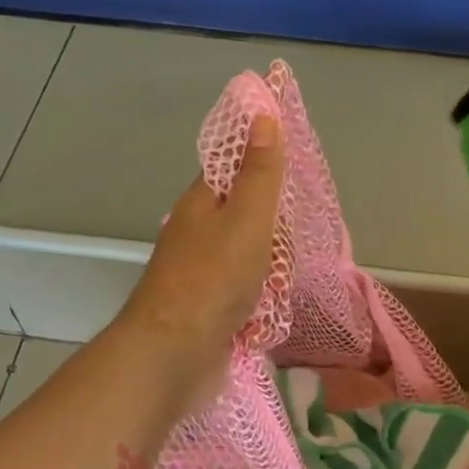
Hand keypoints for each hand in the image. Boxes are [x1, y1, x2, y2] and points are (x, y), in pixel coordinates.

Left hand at [117, 113, 286, 411]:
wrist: (175, 353)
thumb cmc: (214, 278)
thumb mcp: (247, 217)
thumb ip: (260, 172)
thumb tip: (262, 114)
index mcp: (200, 203)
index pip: (232, 168)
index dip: (262, 165)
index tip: (292, 175)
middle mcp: (196, 234)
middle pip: (245, 216)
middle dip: (274, 228)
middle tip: (290, 241)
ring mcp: (200, 274)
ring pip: (248, 257)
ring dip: (270, 267)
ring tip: (282, 278)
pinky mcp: (208, 309)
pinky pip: (244, 291)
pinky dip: (260, 297)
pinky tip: (271, 307)